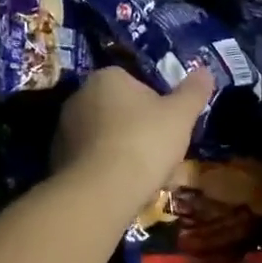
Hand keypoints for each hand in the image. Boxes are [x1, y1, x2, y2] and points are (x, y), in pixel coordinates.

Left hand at [54, 66, 210, 211]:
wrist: (100, 191)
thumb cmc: (144, 142)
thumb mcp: (181, 115)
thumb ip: (194, 91)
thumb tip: (205, 70)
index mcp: (106, 78)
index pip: (135, 82)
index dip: (156, 103)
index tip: (170, 125)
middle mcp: (79, 97)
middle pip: (119, 110)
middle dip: (140, 129)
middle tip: (162, 153)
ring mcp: (64, 130)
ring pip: (105, 137)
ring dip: (124, 151)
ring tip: (147, 177)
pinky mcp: (57, 161)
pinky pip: (91, 161)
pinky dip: (107, 171)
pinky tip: (125, 189)